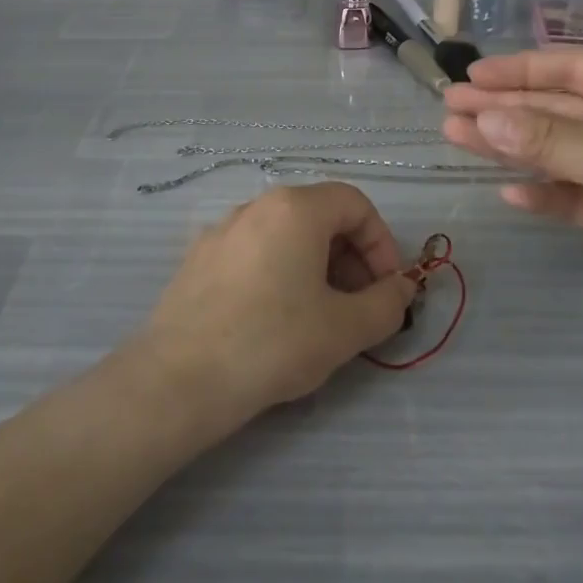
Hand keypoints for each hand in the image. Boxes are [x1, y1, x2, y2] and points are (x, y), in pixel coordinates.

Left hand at [136, 183, 418, 426]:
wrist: (180, 377)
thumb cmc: (273, 342)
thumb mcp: (345, 328)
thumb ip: (386, 303)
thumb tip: (401, 288)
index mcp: (295, 208)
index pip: (355, 204)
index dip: (382, 243)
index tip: (387, 289)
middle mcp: (257, 205)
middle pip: (320, 215)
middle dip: (351, 256)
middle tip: (359, 305)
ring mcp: (223, 229)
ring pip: (286, 234)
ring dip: (317, 265)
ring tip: (320, 315)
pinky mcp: (200, 257)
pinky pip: (255, 251)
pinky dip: (280, 271)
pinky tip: (275, 319)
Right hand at [443, 49, 582, 346]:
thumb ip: (548, 139)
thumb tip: (483, 117)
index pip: (576, 68)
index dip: (521, 70)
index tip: (471, 75)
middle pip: (562, 109)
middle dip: (506, 109)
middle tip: (448, 108)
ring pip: (562, 151)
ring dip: (513, 148)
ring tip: (457, 139)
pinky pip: (577, 194)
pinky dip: (545, 193)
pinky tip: (508, 195)